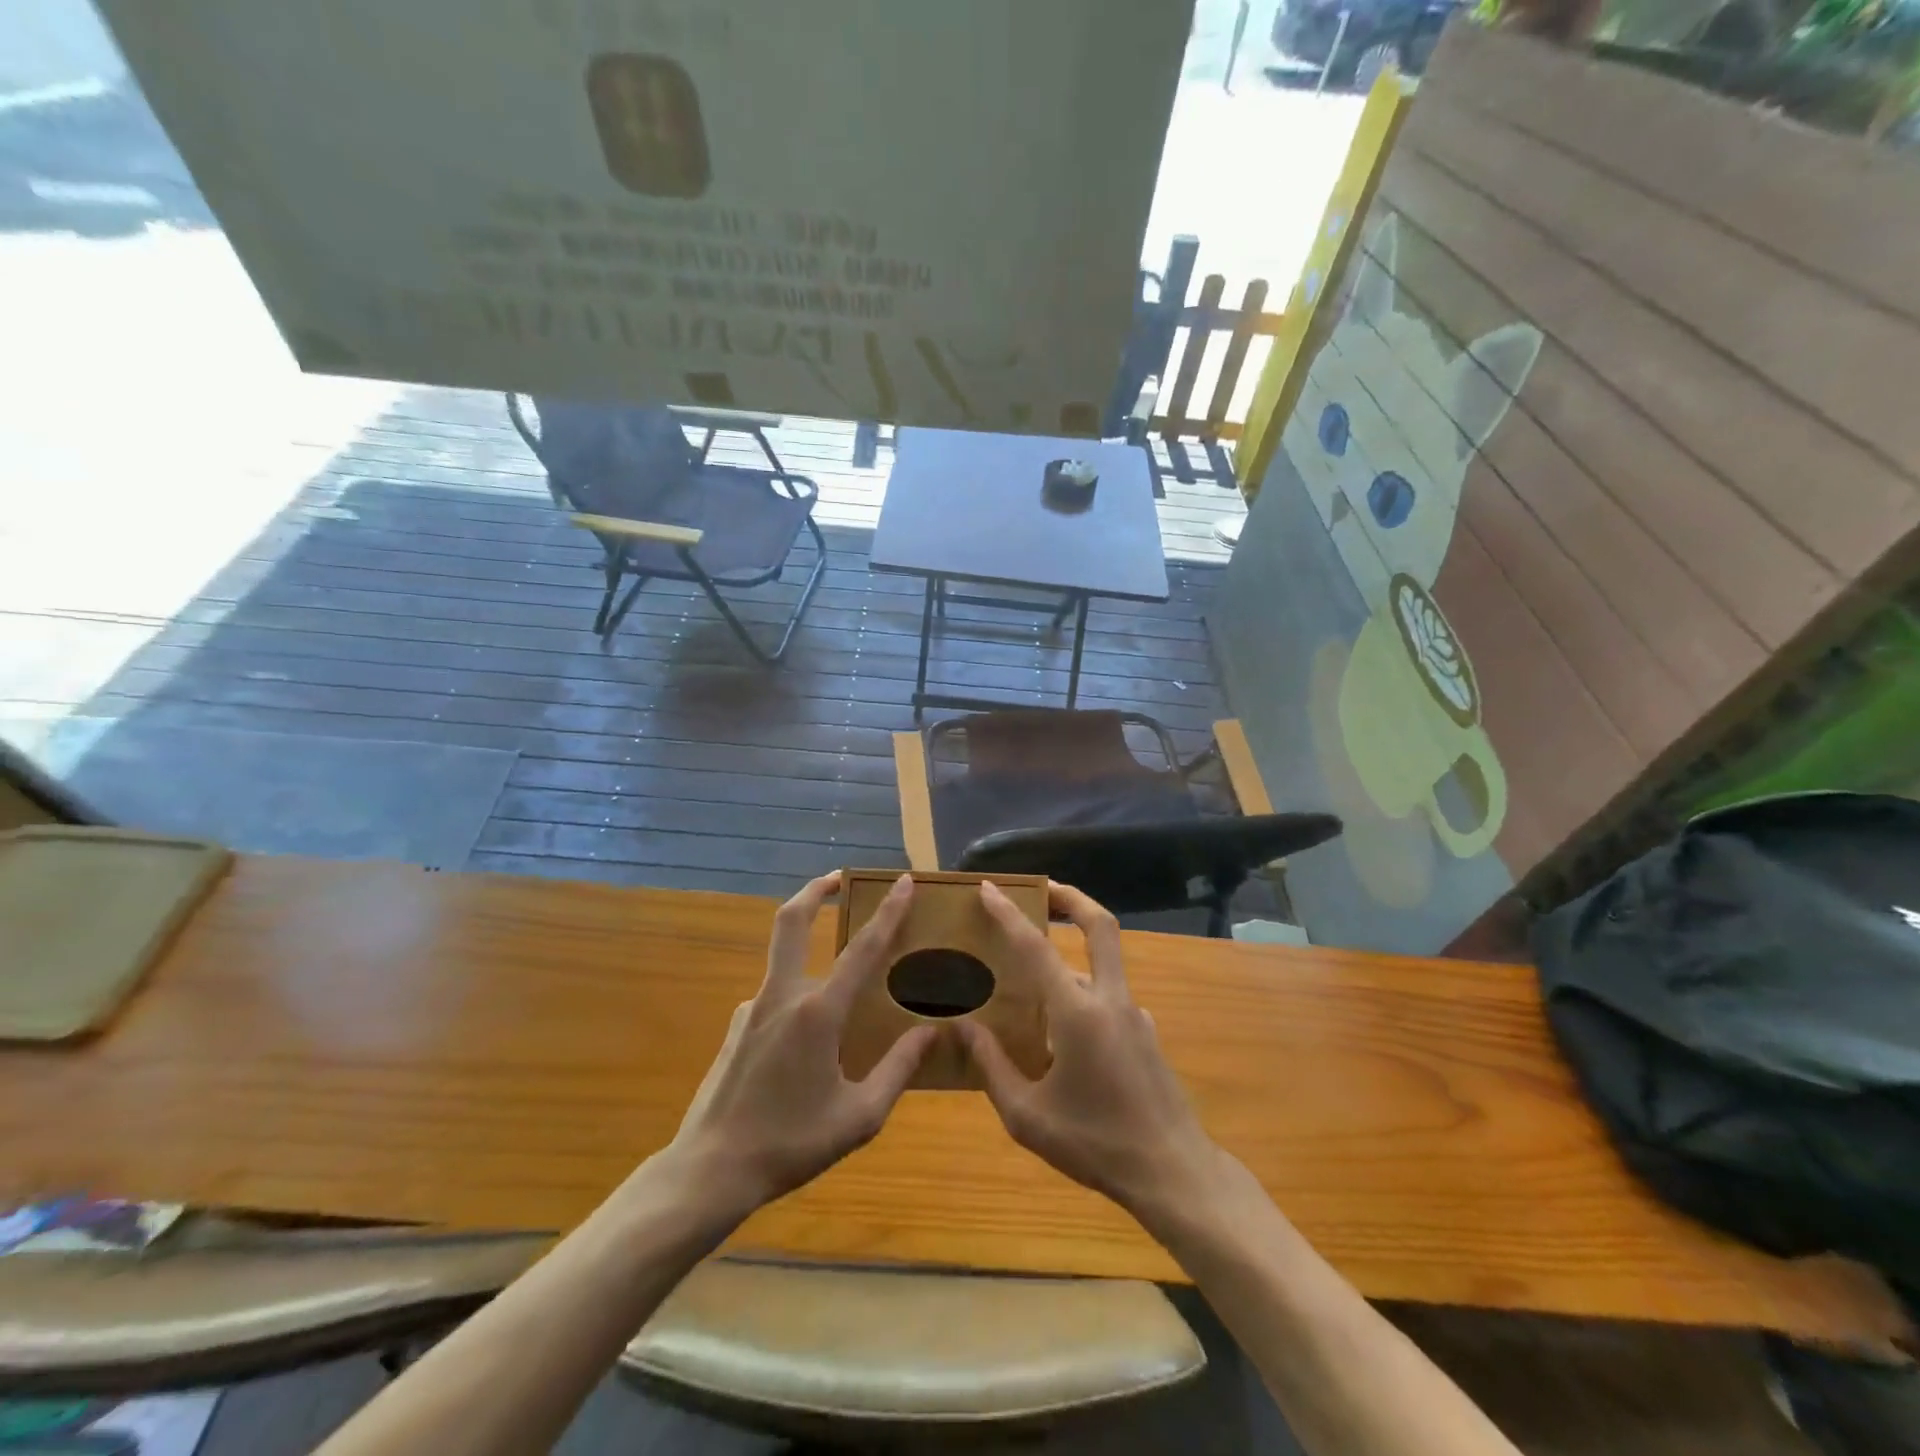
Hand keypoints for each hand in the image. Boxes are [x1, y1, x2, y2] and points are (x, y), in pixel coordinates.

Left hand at [661, 871, 936, 1222]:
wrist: (710, 1169)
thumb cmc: (790, 1143)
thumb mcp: (859, 1117)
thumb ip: (898, 1070)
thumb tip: (930, 1033)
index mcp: (818, 1013)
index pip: (862, 949)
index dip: (887, 912)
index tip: (902, 882)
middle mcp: (782, 996)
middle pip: (791, 921)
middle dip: (814, 890)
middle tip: (838, 877)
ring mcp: (752, 1008)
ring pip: (784, 961)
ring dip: (808, 948)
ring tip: (840, 986)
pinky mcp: (737, 1026)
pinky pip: (774, 999)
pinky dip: (796, 999)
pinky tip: (806, 1043)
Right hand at [957, 882, 1225, 1232]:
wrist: (1174, 1174)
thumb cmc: (1096, 1144)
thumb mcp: (1028, 1117)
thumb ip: (992, 1067)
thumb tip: (964, 1027)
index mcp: (1078, 1012)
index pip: (1037, 948)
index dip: (1010, 914)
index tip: (990, 888)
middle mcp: (1110, 1000)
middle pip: (1100, 926)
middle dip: (1072, 898)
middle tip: (1043, 889)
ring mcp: (1136, 1015)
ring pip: (1101, 966)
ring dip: (1071, 957)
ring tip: (1031, 982)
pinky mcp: (1147, 1034)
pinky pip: (1109, 999)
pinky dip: (1083, 996)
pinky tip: (1062, 1034)